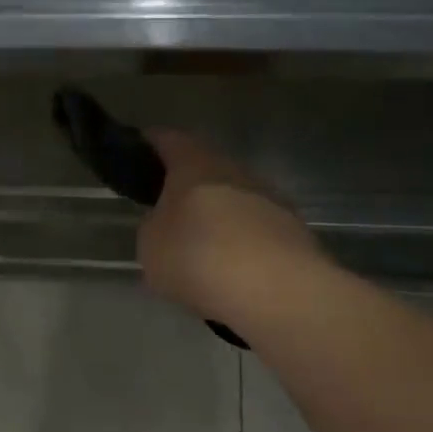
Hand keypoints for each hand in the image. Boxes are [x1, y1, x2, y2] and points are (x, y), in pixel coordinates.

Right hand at [137, 131, 323, 327]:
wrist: (278, 291)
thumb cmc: (198, 256)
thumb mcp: (151, 244)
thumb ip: (155, 225)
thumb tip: (166, 222)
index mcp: (195, 164)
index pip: (169, 140)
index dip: (152, 143)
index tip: (139, 150)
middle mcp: (235, 171)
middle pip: (206, 167)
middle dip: (186, 183)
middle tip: (166, 205)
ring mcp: (270, 199)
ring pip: (234, 198)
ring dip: (216, 215)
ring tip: (198, 244)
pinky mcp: (293, 231)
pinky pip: (255, 229)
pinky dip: (240, 242)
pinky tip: (229, 268)